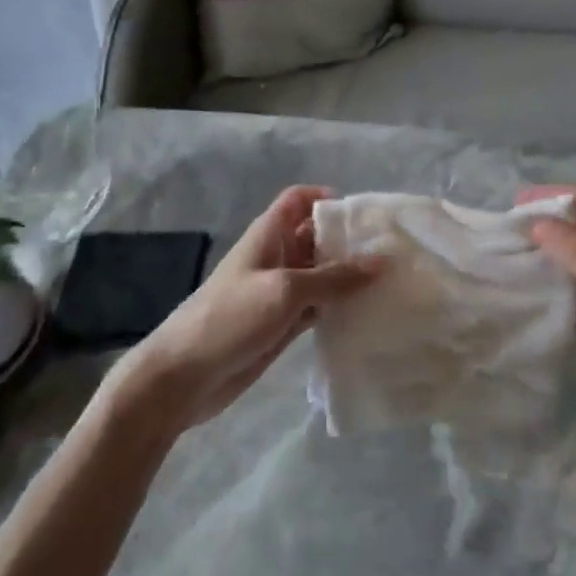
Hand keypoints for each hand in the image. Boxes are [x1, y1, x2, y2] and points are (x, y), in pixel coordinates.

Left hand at [128, 186, 379, 428]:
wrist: (183, 377)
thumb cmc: (231, 317)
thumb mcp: (285, 289)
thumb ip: (333, 277)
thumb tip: (381, 261)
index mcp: (269, 235)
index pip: (299, 200)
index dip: (327, 198)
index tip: (363, 215)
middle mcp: (277, 257)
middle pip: (317, 238)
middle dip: (349, 241)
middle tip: (392, 251)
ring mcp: (280, 293)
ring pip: (321, 275)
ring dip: (349, 278)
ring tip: (391, 282)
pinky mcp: (283, 324)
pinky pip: (319, 307)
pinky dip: (340, 307)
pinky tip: (368, 313)